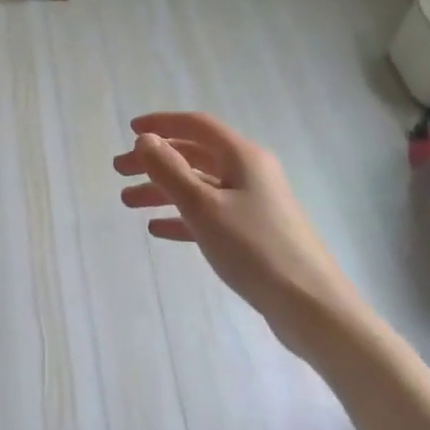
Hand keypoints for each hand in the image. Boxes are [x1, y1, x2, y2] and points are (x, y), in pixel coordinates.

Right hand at [114, 112, 353, 346]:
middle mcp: (250, 173)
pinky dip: (182, 216)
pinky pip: (210, 214)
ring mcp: (253, 204)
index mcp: (242, 157)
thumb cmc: (254, 248)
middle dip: (155, 161)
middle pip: (194, 156)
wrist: (311, 306)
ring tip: (128, 202)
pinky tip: (158, 228)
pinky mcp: (254, 233)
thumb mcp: (204, 207)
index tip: (130, 131)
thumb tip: (145, 139)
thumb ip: (170, 170)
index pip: (196, 126)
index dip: (162, 123)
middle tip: (119, 171)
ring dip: (163, 190)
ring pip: (199, 186)